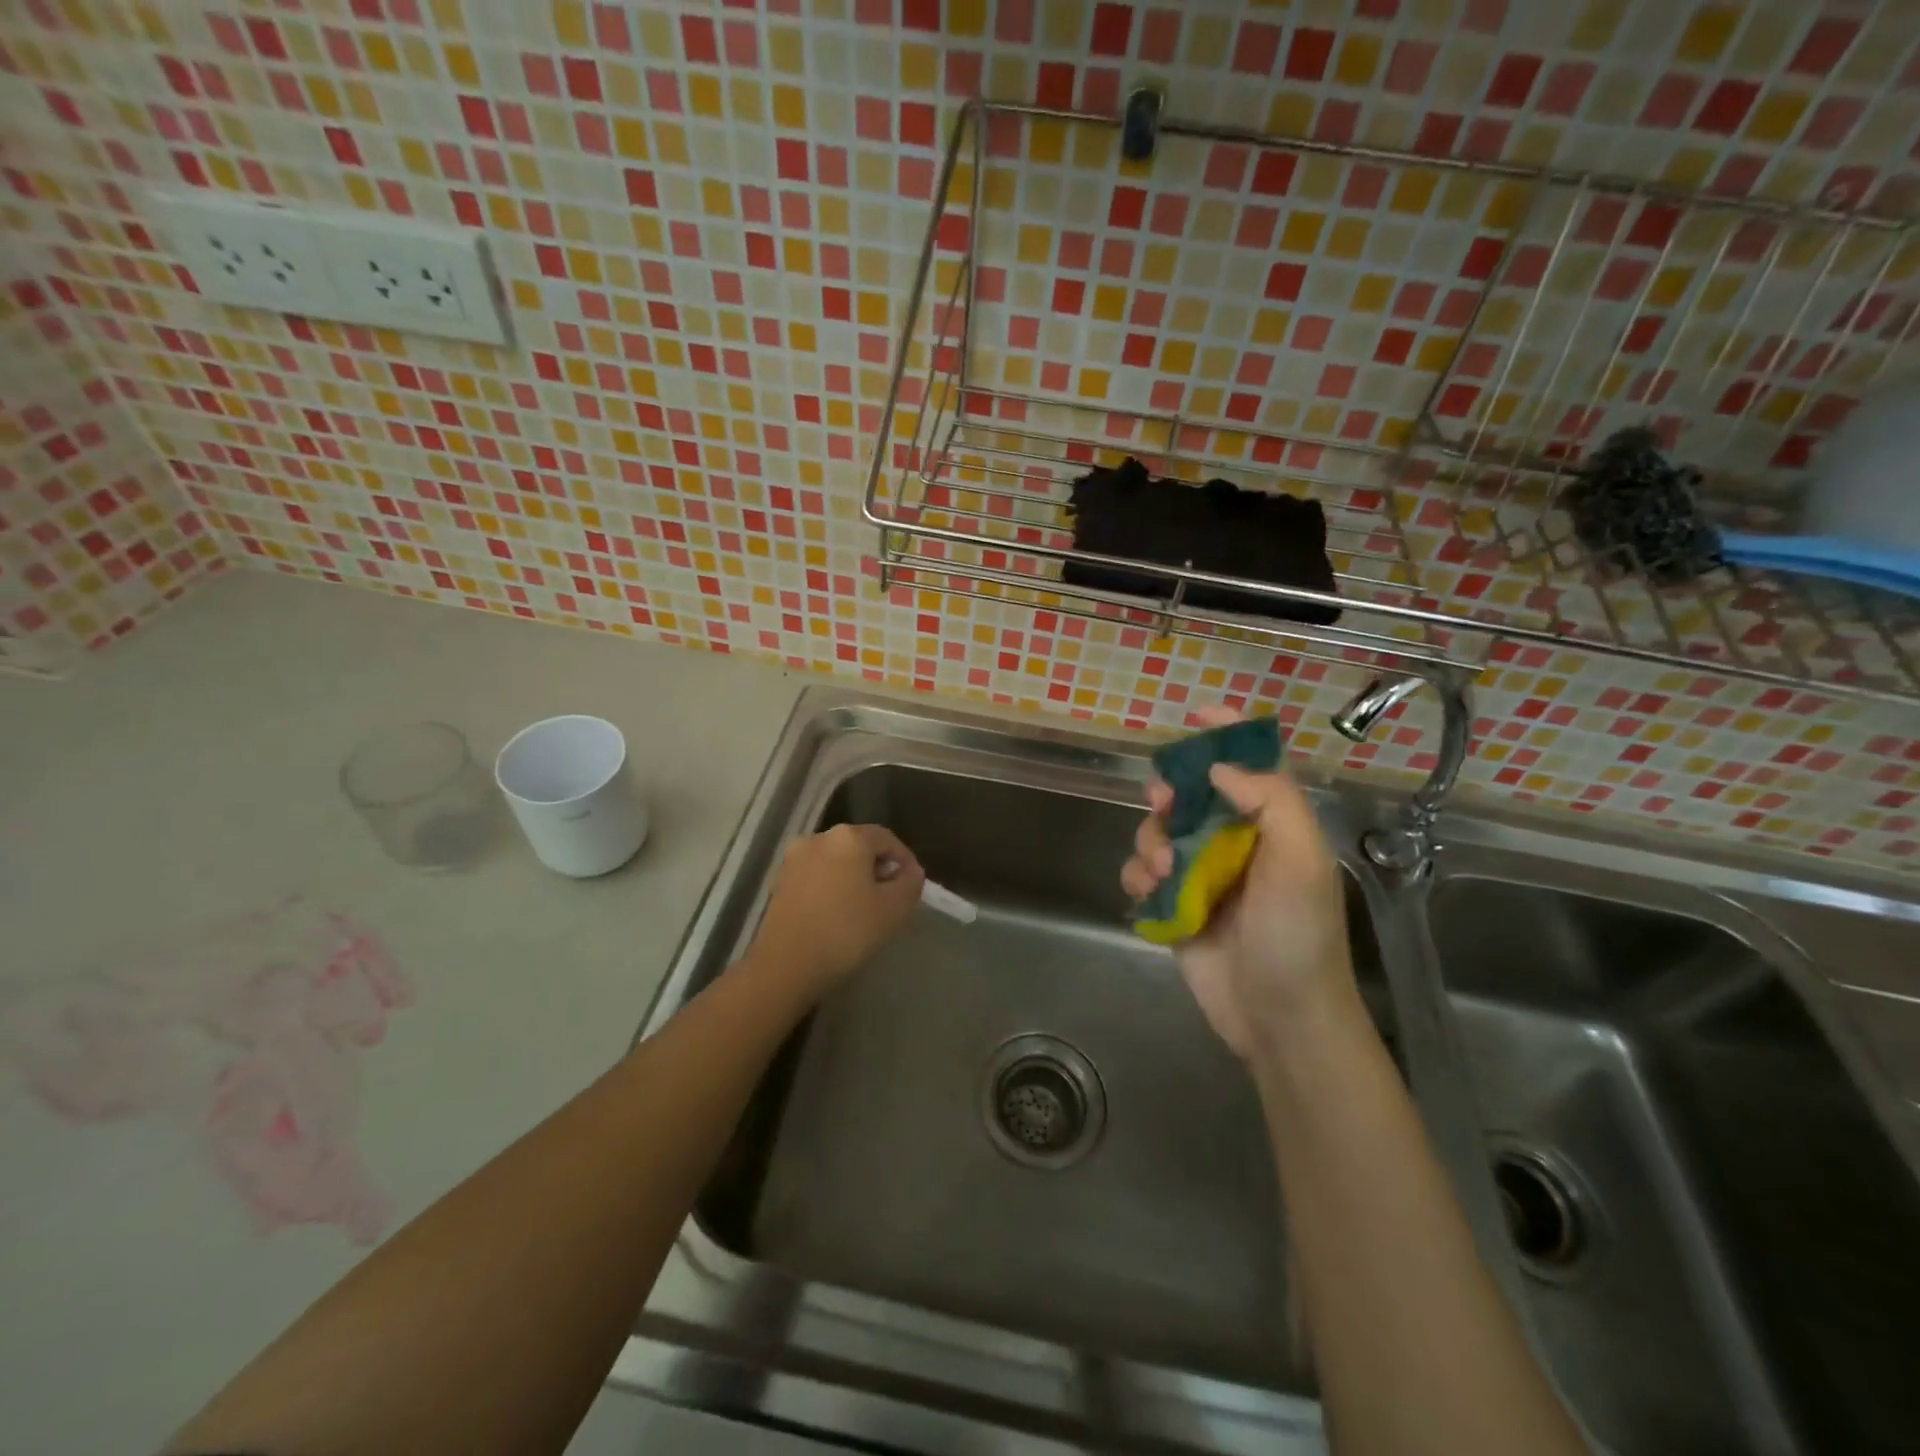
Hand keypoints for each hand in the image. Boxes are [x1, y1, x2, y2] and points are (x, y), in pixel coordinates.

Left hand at [748, 823, 924, 997]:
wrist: (785, 966)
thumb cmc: (846, 931)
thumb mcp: (894, 909)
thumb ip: (910, 884)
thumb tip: (911, 872)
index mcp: (848, 837)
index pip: (887, 839)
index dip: (905, 860)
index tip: (913, 886)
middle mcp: (818, 838)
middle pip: (859, 847)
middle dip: (878, 869)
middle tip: (892, 899)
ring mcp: (793, 860)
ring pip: (836, 862)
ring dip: (854, 879)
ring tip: (866, 910)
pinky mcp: (779, 882)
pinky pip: (816, 877)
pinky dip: (832, 888)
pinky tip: (838, 915)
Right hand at [1121, 707, 1356, 1061]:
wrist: (1279, 1018)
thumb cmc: (1297, 935)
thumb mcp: (1301, 860)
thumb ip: (1270, 801)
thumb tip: (1220, 767)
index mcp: (1275, 828)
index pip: (1253, 767)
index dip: (1229, 736)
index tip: (1198, 715)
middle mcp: (1237, 845)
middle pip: (1195, 795)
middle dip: (1173, 790)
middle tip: (1163, 798)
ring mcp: (1203, 877)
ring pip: (1161, 832)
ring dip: (1151, 839)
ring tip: (1161, 869)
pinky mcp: (1176, 907)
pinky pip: (1143, 874)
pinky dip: (1138, 875)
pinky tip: (1148, 891)